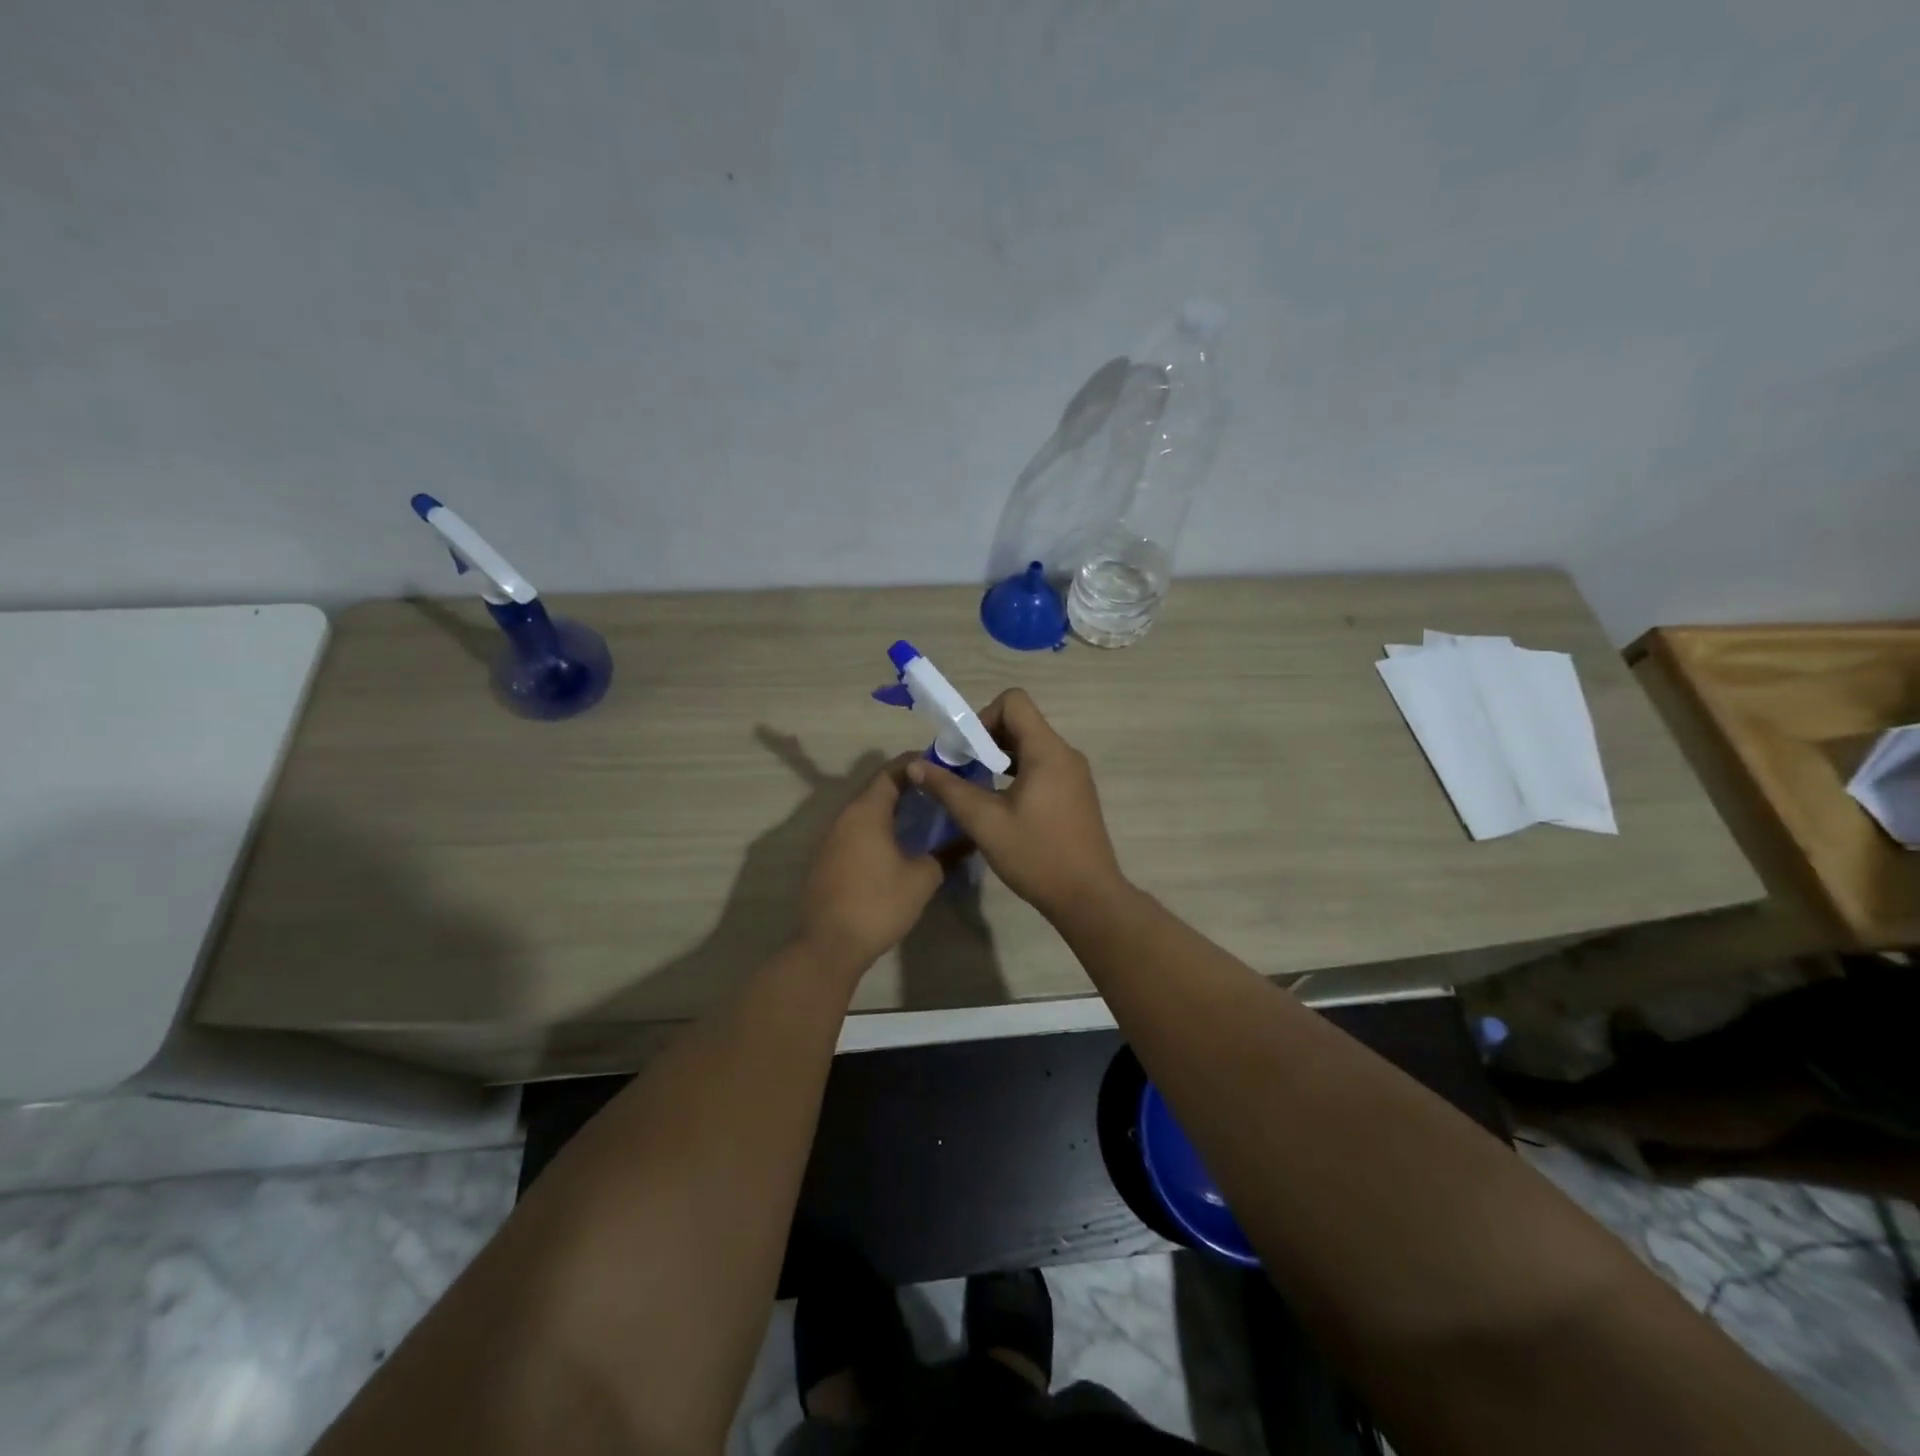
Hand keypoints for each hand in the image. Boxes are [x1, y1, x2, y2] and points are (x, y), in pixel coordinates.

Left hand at [799, 755, 944, 971]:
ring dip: (892, 809)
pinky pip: (856, 831)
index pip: (891, 771)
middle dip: (908, 786)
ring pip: (865, 811)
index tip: (942, 764)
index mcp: (866, 811)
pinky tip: (898, 844)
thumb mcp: (923, 878)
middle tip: (939, 791)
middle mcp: (844, 816)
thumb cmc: (879, 903)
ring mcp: (831, 838)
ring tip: (924, 815)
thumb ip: (947, 853)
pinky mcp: (827, 859)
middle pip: (877, 789)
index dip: (916, 764)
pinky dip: (878, 828)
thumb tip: (970, 838)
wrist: (830, 945)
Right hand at [905, 689, 1128, 920]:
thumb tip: (916, 765)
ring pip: (1031, 746)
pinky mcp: (1076, 794)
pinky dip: (1017, 773)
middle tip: (962, 770)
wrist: (1088, 898)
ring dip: (1000, 758)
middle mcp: (1065, 754)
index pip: (1014, 701)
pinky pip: (1043, 767)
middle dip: (986, 739)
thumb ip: (949, 789)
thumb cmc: (1036, 856)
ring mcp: (1074, 775)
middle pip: (1021, 722)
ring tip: (977, 788)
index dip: (983, 717)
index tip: (965, 751)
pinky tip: (1002, 805)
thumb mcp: (984, 822)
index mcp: (1048, 751)